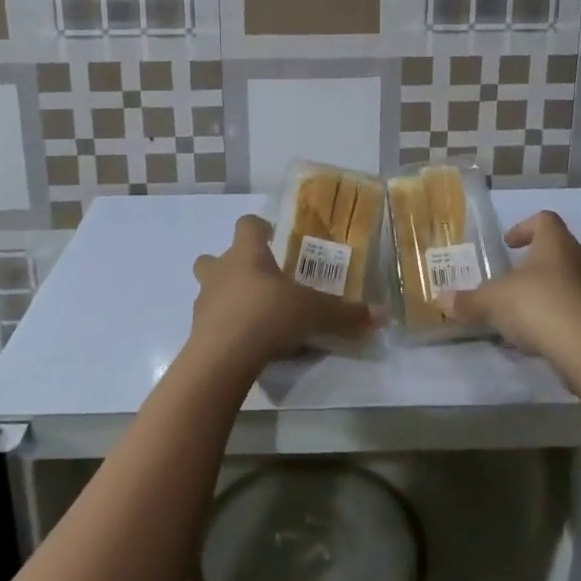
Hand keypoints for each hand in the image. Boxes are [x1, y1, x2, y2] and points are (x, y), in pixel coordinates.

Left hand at [190, 215, 378, 372]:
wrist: (223, 357)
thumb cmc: (268, 316)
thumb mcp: (314, 313)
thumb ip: (346, 313)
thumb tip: (384, 315)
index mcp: (247, 253)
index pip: (247, 224)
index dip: (258, 227)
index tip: (272, 236)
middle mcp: (220, 270)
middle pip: (214, 255)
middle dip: (232, 264)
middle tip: (258, 279)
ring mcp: (204, 300)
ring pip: (209, 288)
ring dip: (225, 295)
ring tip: (251, 314)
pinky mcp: (197, 330)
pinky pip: (210, 320)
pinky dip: (224, 326)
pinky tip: (245, 342)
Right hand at [443, 210, 580, 363]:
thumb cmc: (538, 306)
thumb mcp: (493, 302)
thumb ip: (468, 300)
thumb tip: (442, 300)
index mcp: (557, 243)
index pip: (545, 219)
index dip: (524, 227)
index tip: (508, 244)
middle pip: (558, 251)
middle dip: (533, 264)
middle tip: (510, 279)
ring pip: (568, 282)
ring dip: (545, 292)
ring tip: (520, 313)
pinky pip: (575, 310)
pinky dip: (556, 318)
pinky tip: (536, 338)